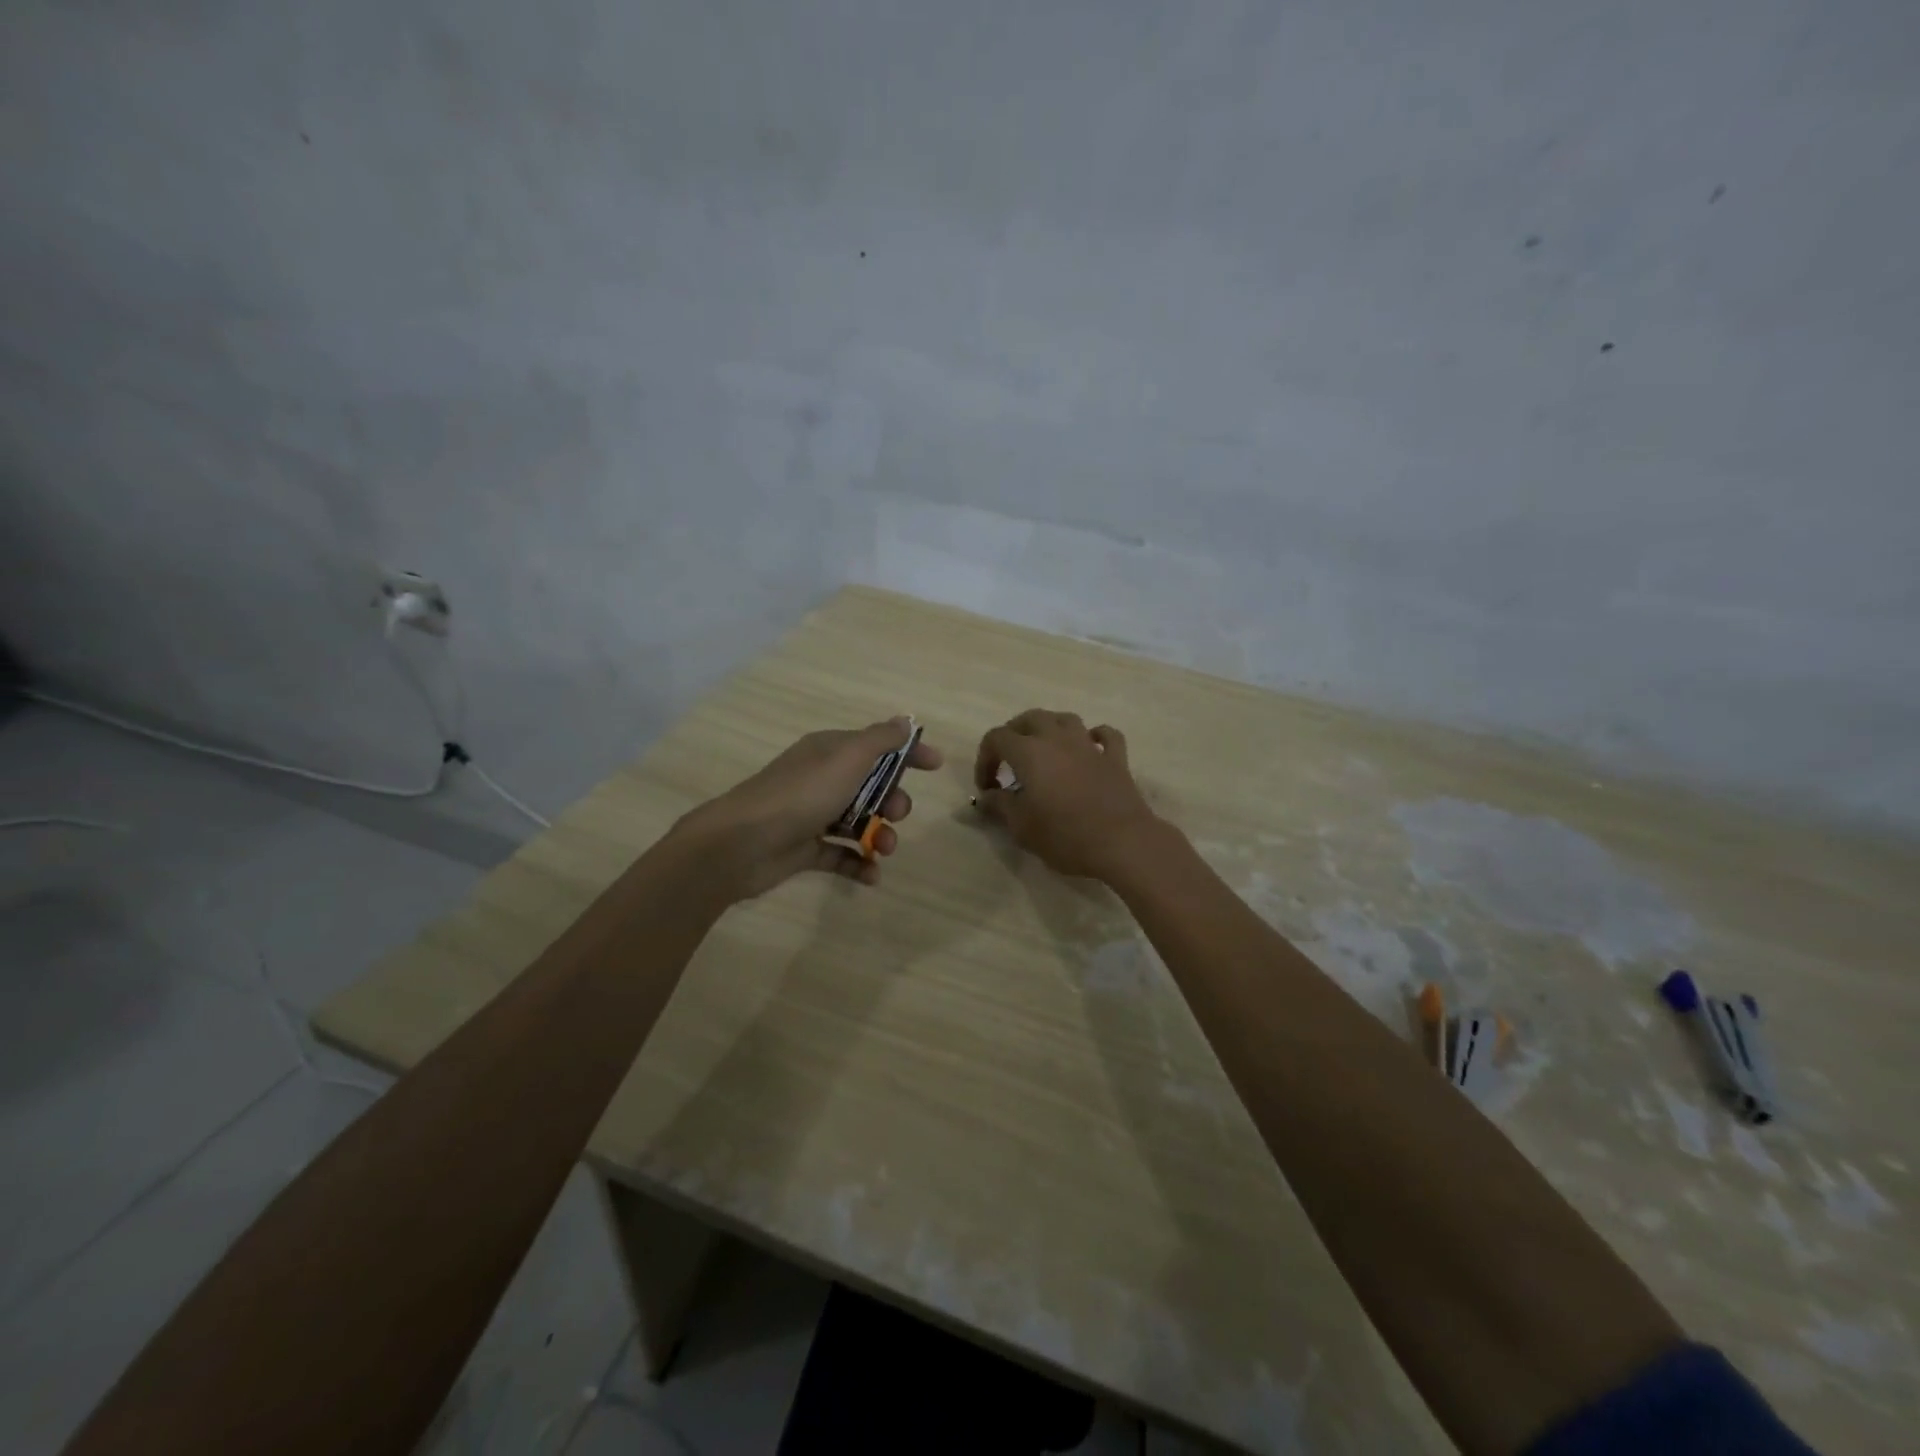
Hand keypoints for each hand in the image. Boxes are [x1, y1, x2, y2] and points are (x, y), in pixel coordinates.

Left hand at [677, 717, 943, 899]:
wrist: (741, 843)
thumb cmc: (801, 794)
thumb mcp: (846, 758)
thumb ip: (879, 740)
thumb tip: (905, 720)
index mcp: (830, 752)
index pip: (877, 745)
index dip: (908, 752)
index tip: (936, 765)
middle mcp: (821, 779)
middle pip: (872, 786)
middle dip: (894, 800)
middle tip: (898, 814)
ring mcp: (811, 815)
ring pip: (859, 822)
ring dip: (880, 835)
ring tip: (883, 850)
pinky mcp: (804, 849)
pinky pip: (840, 855)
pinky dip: (858, 864)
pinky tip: (872, 876)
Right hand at [972, 710, 1167, 882]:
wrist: (1121, 843)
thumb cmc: (1064, 836)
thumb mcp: (1021, 826)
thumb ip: (1000, 806)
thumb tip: (987, 796)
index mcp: (1029, 752)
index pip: (996, 738)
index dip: (984, 759)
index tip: (987, 788)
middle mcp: (1058, 739)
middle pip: (1030, 718)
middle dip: (1014, 734)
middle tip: (1009, 760)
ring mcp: (1090, 746)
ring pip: (1066, 719)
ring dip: (1050, 728)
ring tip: (1044, 750)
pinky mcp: (1116, 759)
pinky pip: (1105, 735)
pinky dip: (1094, 736)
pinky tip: (1090, 748)